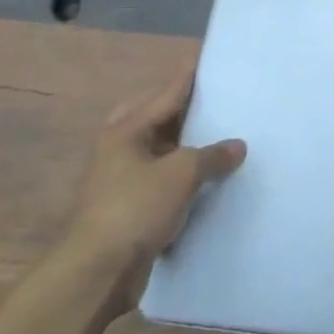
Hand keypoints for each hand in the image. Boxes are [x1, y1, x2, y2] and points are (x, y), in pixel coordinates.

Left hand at [61, 71, 246, 311]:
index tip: (216, 60)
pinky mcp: (131, 206)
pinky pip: (164, 178)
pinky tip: (211, 177)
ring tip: (225, 137)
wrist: (97, 272)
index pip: (168, 92)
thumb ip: (213, 154)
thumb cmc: (135, 208)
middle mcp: (121, 147)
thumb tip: (237, 146)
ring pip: (163, 149)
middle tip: (222, 102)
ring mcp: (123, 178)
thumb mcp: (182, 173)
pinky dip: (185, 175)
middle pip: (160, 116)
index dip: (193, 76)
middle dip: (189, 110)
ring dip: (189, 145)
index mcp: (126, 129)